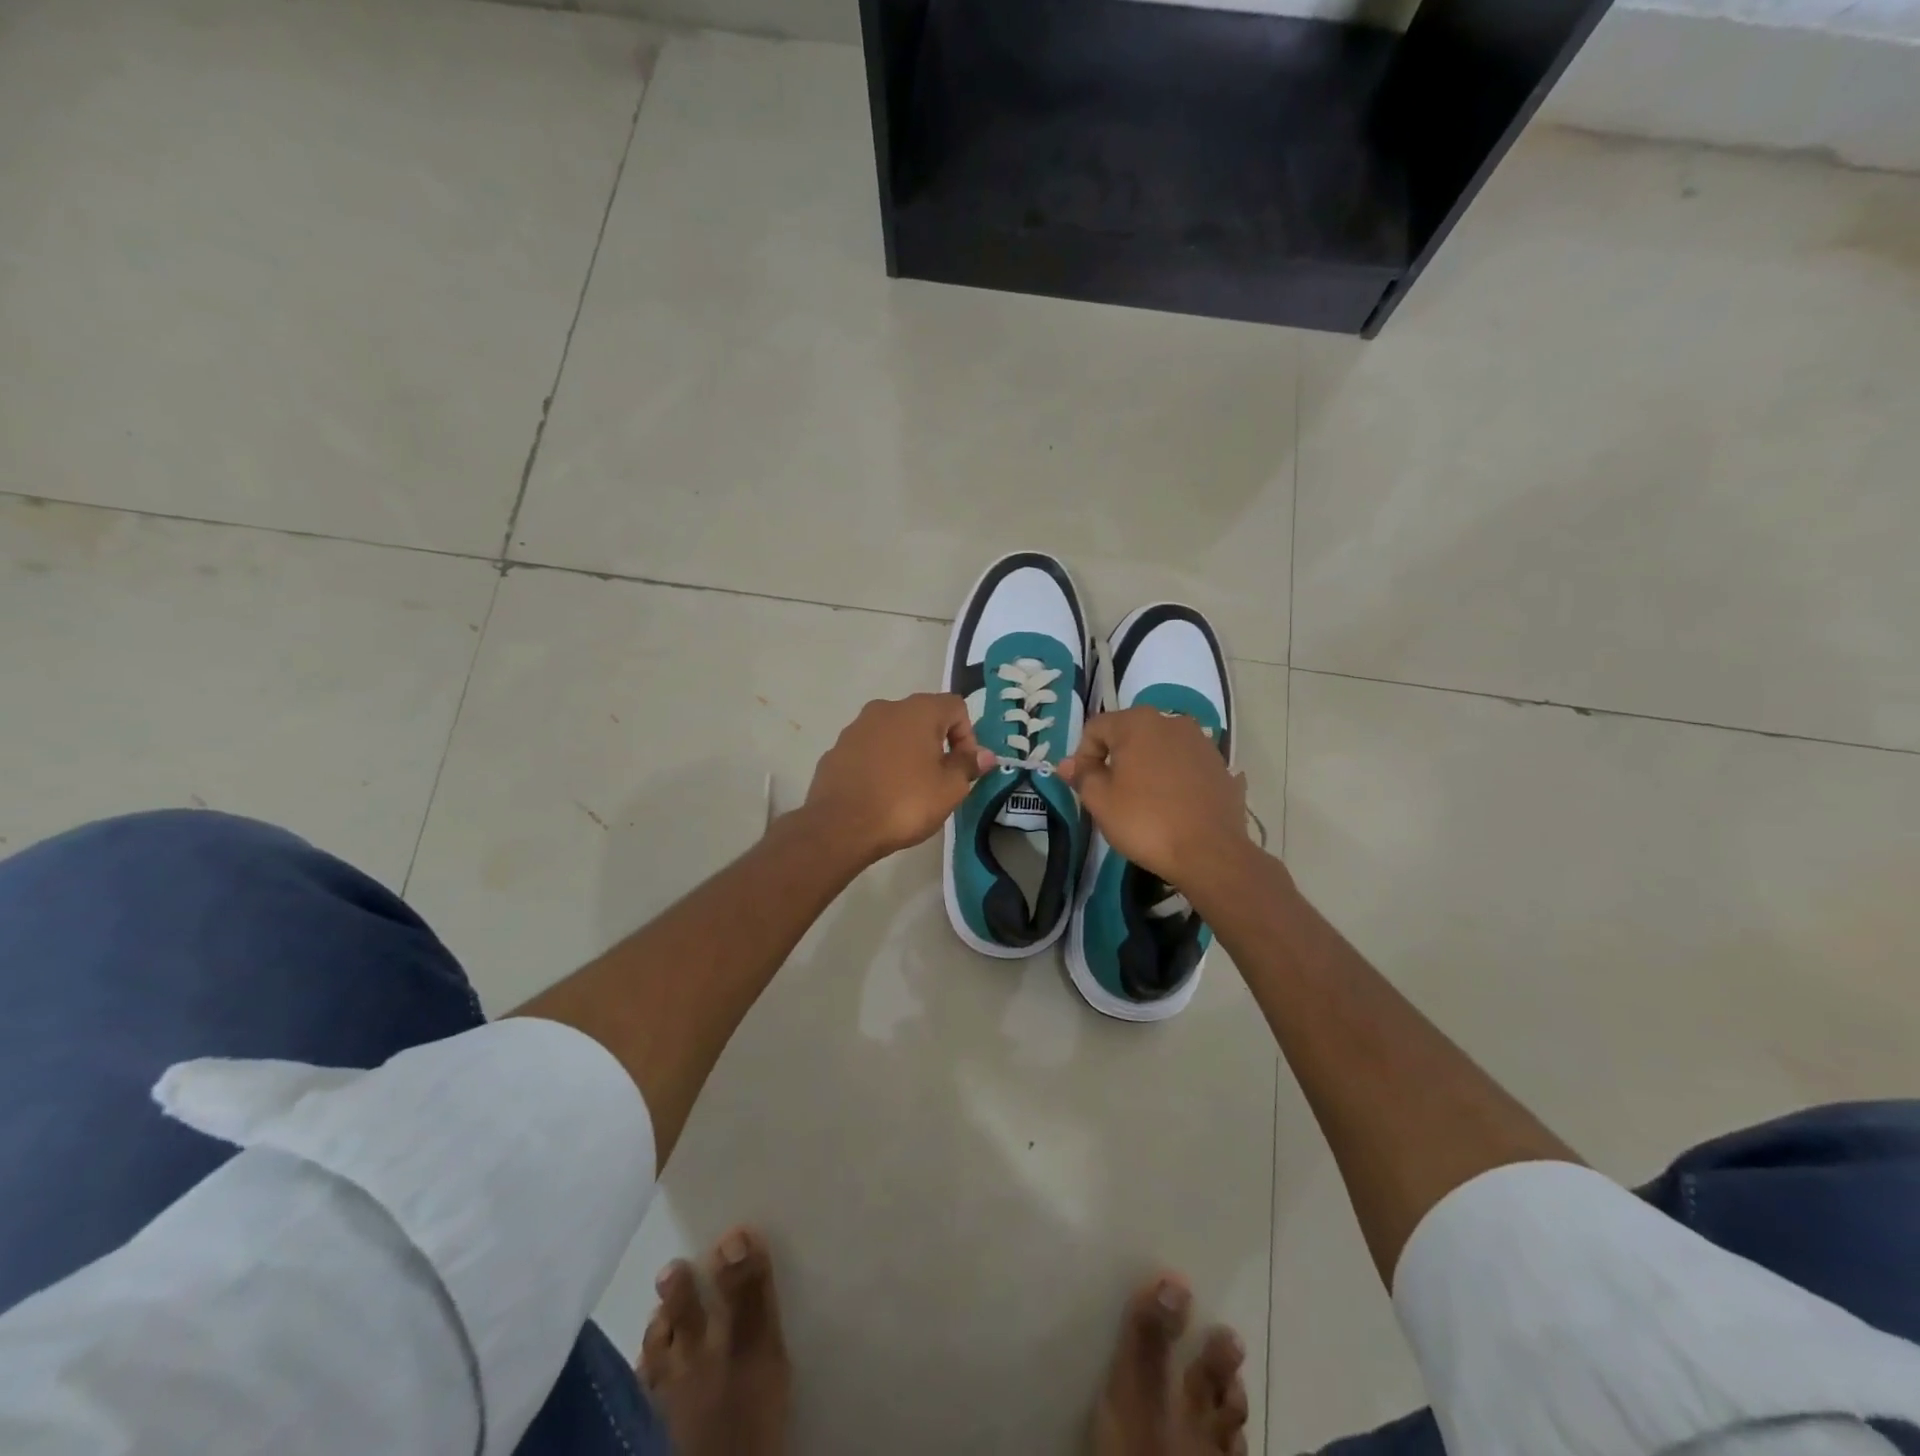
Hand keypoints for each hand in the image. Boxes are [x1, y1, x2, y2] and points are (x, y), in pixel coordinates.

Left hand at [804, 694, 995, 862]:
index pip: (956, 707)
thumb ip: (968, 765)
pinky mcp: (836, 749)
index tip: (964, 767)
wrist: (841, 826)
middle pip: (923, 717)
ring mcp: (856, 728)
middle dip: (937, 743)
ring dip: (907, 753)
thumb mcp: (950, 788)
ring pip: (893, 733)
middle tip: (940, 779)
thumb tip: (984, 755)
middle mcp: (885, 709)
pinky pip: (869, 750)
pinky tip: (880, 793)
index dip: (968, 736)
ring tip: (909, 788)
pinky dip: (881, 764)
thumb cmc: (905, 803)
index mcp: (918, 711)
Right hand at [1057, 706, 1249, 885]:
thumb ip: (1082, 776)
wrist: (1210, 853)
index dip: (1082, 756)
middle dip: (1115, 758)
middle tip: (1110, 793)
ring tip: (1143, 800)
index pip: (1095, 728)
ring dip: (1146, 766)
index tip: (1085, 786)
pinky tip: (1173, 805)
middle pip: (1130, 734)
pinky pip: (1186, 765)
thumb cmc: (1146, 822)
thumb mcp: (1101, 801)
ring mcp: (1201, 742)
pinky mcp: (1221, 766)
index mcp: (1138, 723)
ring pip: (1160, 748)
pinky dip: (1174, 778)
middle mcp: (1172, 721)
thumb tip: (1067, 764)